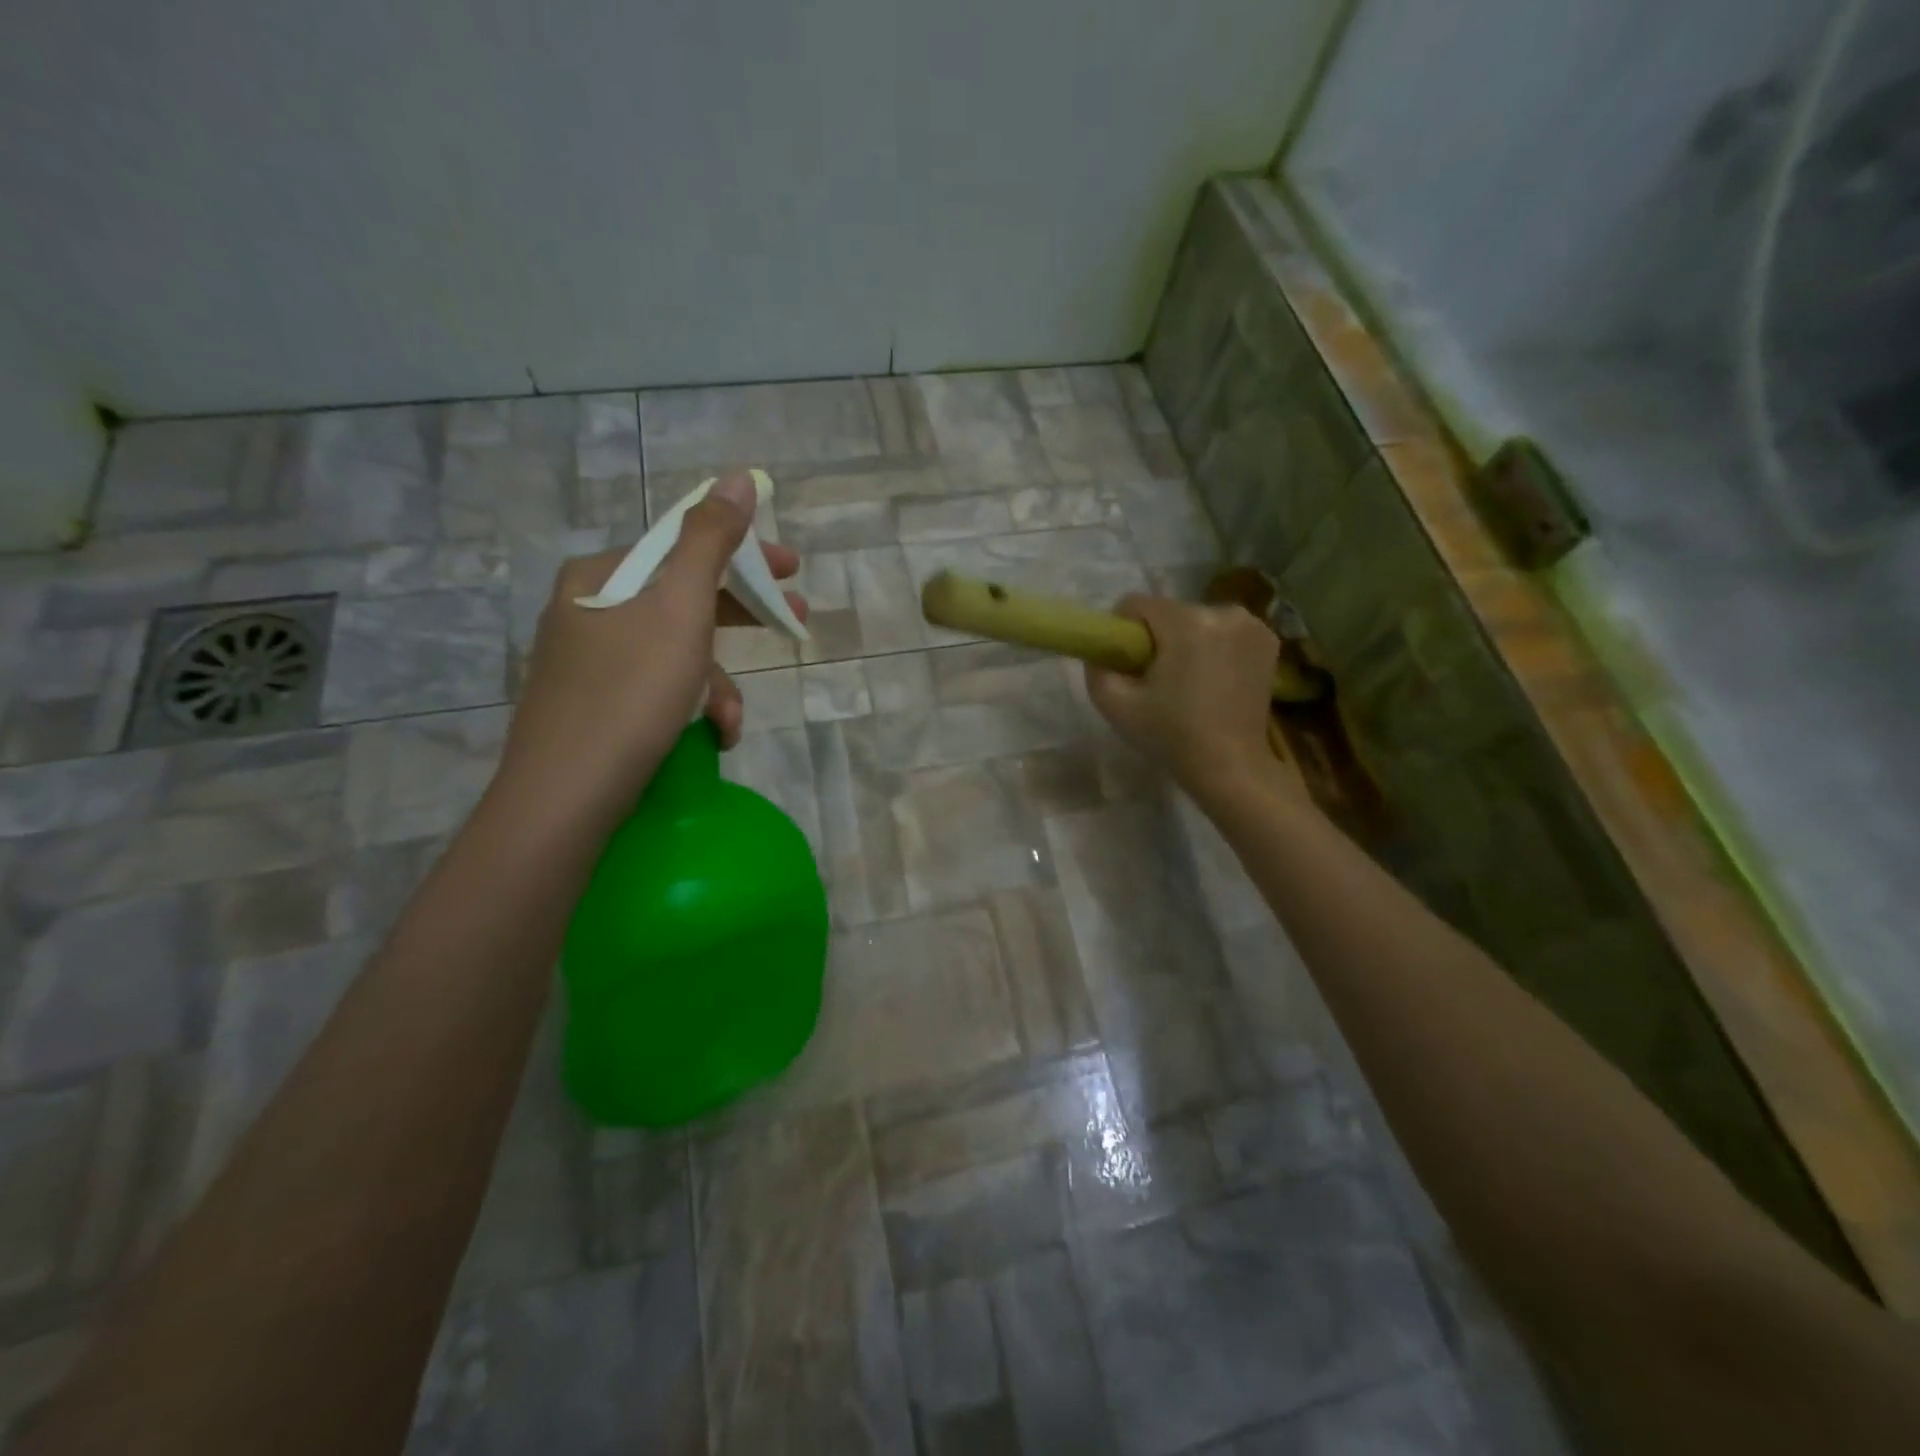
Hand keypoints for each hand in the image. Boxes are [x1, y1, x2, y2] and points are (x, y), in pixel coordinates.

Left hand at [497, 473, 805, 819]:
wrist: (566, 795)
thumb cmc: (630, 692)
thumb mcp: (681, 608)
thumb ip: (711, 540)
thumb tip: (737, 477)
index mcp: (601, 575)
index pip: (683, 547)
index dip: (743, 556)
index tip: (791, 571)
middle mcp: (588, 609)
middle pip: (683, 599)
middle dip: (742, 620)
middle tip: (793, 625)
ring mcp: (587, 662)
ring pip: (675, 653)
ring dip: (718, 684)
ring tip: (731, 723)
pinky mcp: (593, 708)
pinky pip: (657, 690)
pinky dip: (690, 708)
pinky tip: (709, 737)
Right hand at [1085, 594, 1279, 800]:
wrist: (1231, 767)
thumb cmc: (1171, 736)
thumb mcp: (1115, 706)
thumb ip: (1097, 668)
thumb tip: (1100, 652)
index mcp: (1187, 624)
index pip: (1137, 603)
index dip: (1122, 629)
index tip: (1125, 661)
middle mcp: (1223, 612)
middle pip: (1169, 612)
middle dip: (1157, 638)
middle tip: (1155, 679)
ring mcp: (1252, 625)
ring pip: (1197, 620)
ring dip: (1186, 641)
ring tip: (1186, 682)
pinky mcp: (1268, 640)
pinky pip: (1224, 631)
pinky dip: (1214, 647)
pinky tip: (1213, 679)